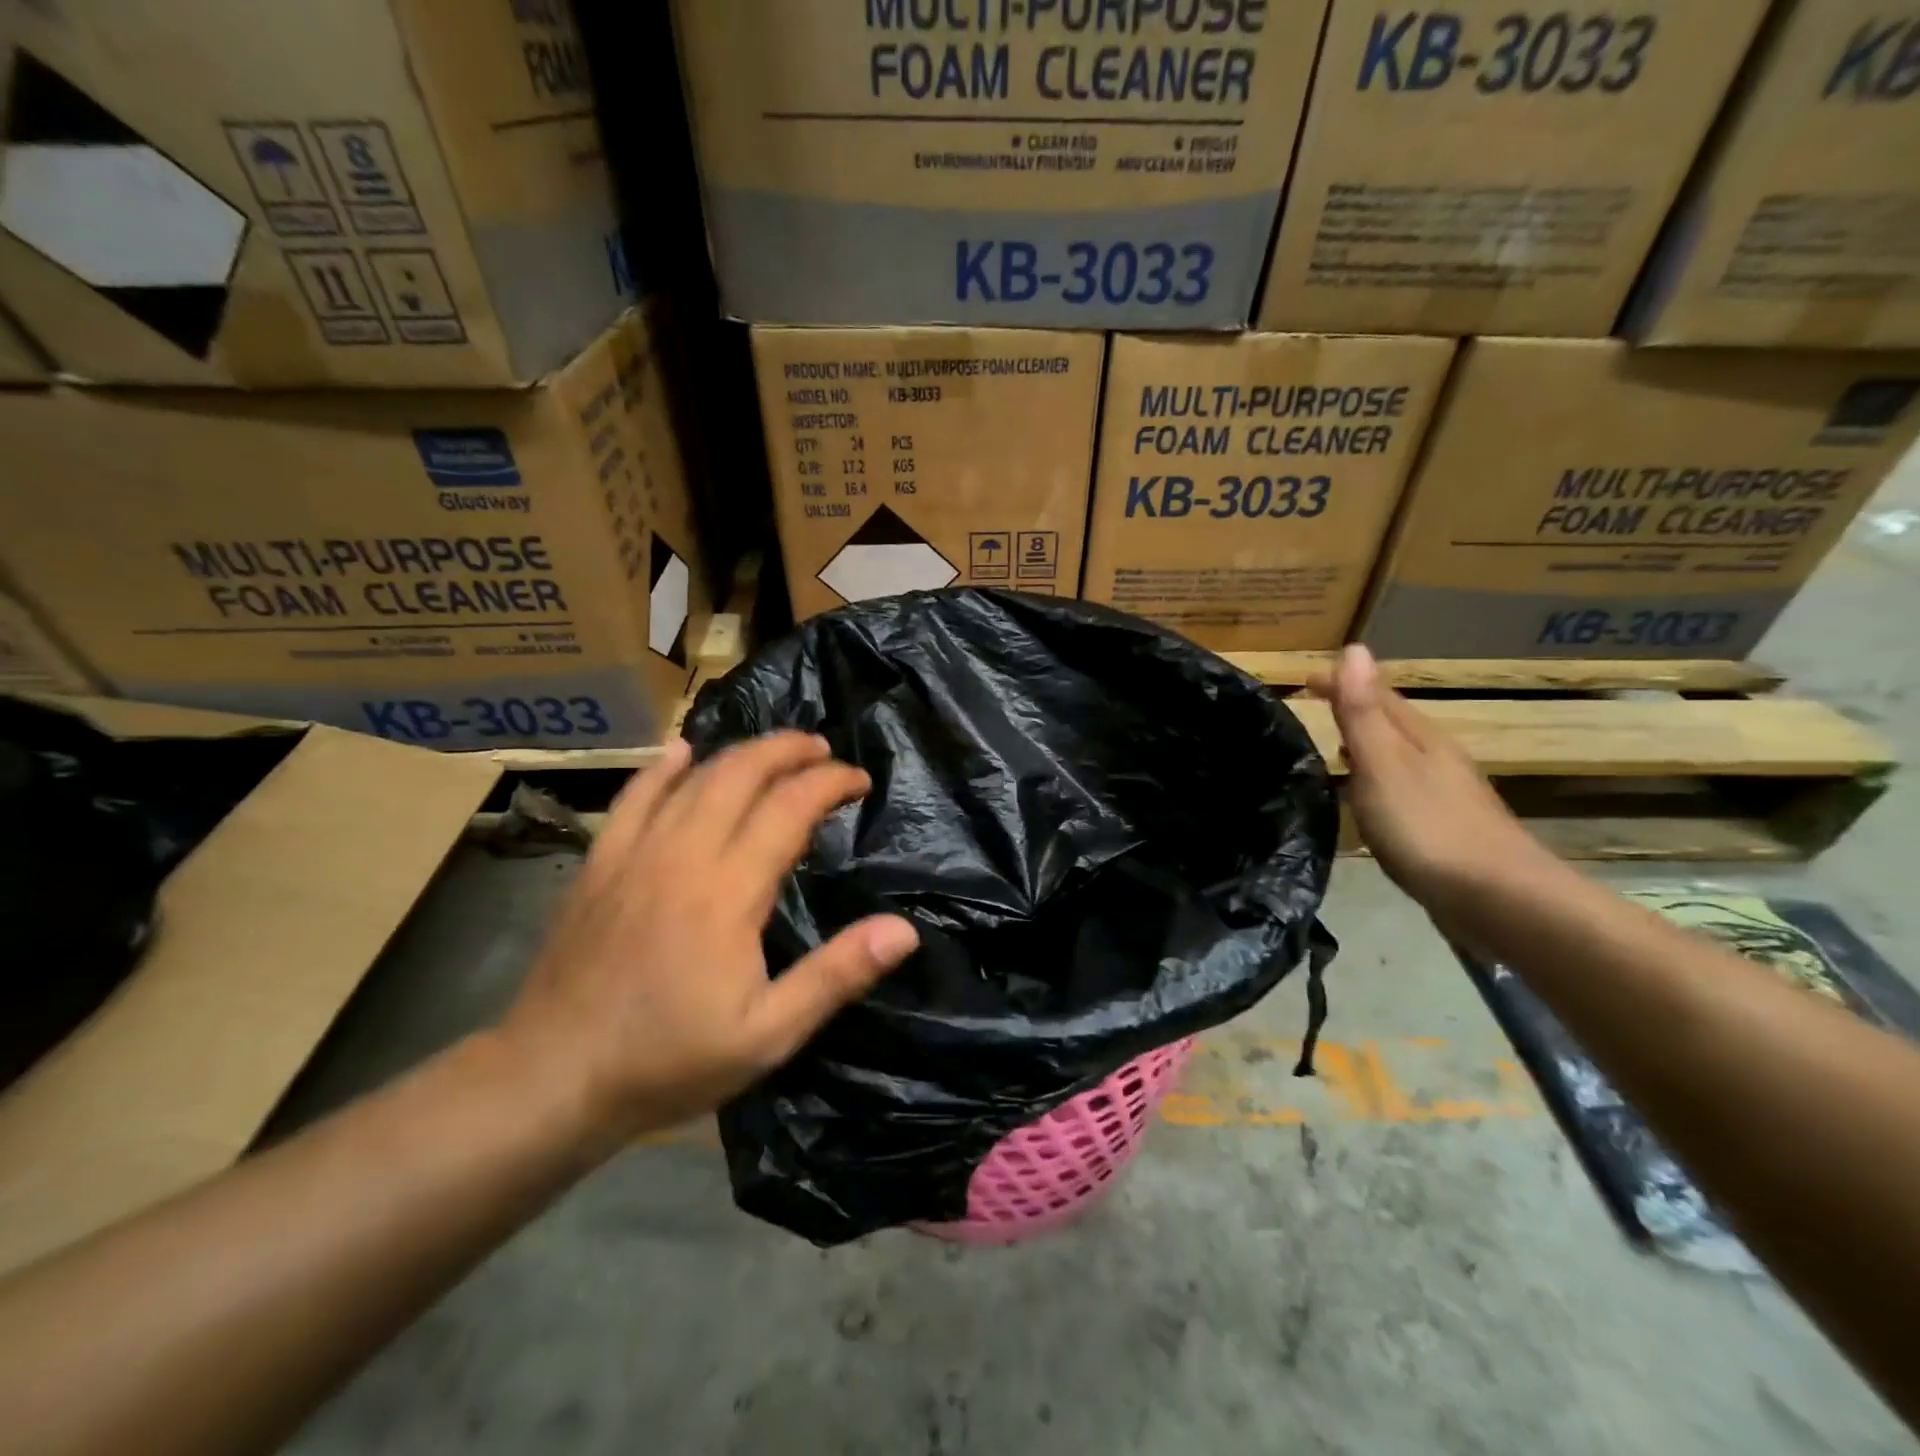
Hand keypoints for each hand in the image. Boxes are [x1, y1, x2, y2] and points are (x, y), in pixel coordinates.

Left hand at [500, 733, 918, 1146]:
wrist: (552, 1078)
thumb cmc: (671, 1059)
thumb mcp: (770, 1034)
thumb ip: (837, 975)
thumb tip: (903, 930)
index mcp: (729, 890)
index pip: (790, 807)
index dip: (830, 782)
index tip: (859, 781)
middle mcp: (683, 854)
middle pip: (742, 774)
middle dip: (788, 751)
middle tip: (823, 749)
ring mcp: (634, 853)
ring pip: (694, 777)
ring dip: (741, 753)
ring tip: (775, 750)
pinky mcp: (599, 863)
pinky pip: (634, 796)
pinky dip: (663, 768)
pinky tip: (681, 751)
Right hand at [1307, 646, 1554, 913]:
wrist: (1497, 899)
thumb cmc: (1428, 827)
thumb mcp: (1384, 764)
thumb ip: (1364, 712)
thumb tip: (1354, 649)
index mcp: (1420, 738)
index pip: (1377, 696)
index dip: (1342, 683)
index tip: (1304, 679)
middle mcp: (1436, 758)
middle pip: (1392, 724)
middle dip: (1355, 711)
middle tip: (1314, 709)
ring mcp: (1444, 795)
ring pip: (1398, 758)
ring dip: (1367, 748)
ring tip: (1334, 751)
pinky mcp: (1444, 830)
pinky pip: (1401, 790)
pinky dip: (1377, 783)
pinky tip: (1369, 803)